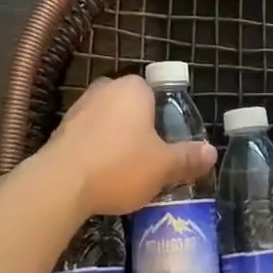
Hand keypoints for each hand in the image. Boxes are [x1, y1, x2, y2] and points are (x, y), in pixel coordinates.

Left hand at [34, 75, 215, 216]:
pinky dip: (96, 151)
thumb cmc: (120, 165)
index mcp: (133, 88)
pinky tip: (101, 176)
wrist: (60, 184)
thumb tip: (212, 152)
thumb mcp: (163, 166)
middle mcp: (106, 88)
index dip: (164, 118)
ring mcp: (79, 107)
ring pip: (107, 121)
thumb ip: (187, 157)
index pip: (155, 93)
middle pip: (130, 107)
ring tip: (126, 171)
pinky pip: (88, 137)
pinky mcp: (60, 130)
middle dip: (139, 128)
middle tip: (150, 158)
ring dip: (116, 140)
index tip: (167, 143)